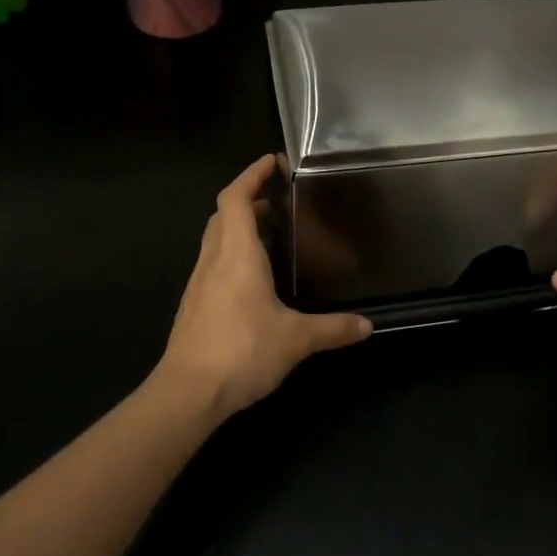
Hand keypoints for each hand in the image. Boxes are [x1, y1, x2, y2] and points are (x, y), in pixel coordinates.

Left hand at [158, 156, 371, 419]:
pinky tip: (252, 279)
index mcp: (237, 254)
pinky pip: (213, 264)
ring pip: (215, 239)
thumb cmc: (242, 351)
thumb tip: (368, 326)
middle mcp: (214, 260)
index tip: (271, 162)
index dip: (251, 175)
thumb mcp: (296, 339)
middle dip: (247, 200)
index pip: (236, 198)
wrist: (187, 393)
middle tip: (276, 200)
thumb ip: (333, 328)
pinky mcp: (194, 306)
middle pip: (223, 215)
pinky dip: (231, 254)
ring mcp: (199, 284)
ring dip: (237, 227)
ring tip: (268, 233)